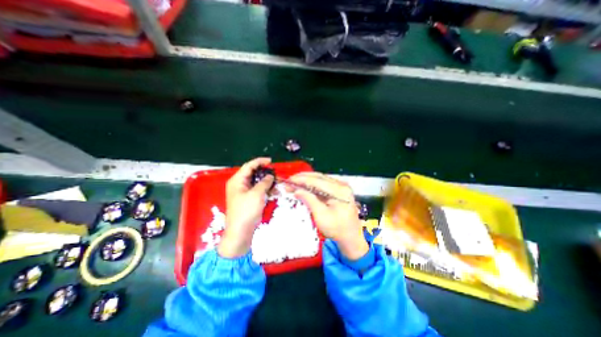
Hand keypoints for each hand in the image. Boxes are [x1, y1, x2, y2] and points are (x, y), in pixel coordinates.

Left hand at [220, 157, 274, 258]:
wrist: (241, 232)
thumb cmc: (246, 211)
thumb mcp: (257, 194)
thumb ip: (264, 182)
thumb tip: (270, 176)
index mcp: (237, 180)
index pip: (249, 166)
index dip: (260, 162)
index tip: (271, 161)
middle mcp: (239, 184)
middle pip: (253, 173)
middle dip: (265, 172)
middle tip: (275, 173)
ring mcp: (244, 192)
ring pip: (257, 182)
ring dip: (267, 182)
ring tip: (277, 183)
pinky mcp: (249, 199)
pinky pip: (258, 190)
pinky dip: (266, 189)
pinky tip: (274, 192)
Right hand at [288, 173, 367, 261]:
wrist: (352, 237)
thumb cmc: (337, 229)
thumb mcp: (321, 216)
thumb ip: (309, 200)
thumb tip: (297, 190)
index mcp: (339, 191)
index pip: (317, 181)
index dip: (301, 180)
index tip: (289, 180)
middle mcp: (341, 185)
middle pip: (319, 177)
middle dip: (303, 178)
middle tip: (290, 180)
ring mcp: (341, 187)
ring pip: (321, 179)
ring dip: (307, 180)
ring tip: (295, 183)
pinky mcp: (339, 190)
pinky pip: (324, 184)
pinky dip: (313, 184)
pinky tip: (305, 186)